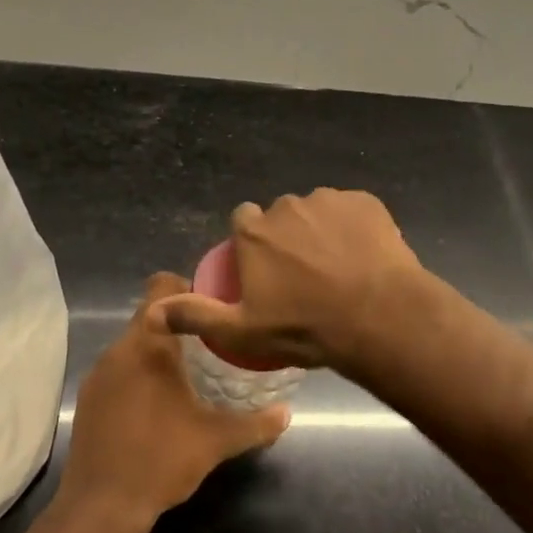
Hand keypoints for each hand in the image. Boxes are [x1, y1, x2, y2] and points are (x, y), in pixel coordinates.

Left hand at [59, 273, 287, 532]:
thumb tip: (286, 413)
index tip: (213, 307)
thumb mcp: (216, 440)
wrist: (100, 507)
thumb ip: (255, 423)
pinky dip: (138, 375)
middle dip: (179, 325)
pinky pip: (118, 369)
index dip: (188, 288)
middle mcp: (118, 349)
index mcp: (149, 344)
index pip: (162, 286)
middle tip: (211, 344)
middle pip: (150, 316)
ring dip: (158, 352)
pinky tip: (156, 404)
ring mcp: (98, 373)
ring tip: (188, 374)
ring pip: (133, 344)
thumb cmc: (161, 460)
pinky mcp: (87, 398)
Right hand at [149, 188, 423, 372]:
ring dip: (322, 231)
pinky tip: (364, 257)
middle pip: (281, 217)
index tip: (266, 271)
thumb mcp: (242, 331)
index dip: (253, 244)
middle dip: (288, 238)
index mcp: (255, 232)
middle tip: (306, 276)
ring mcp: (329, 200)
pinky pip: (352, 211)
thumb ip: (196, 316)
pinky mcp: (365, 202)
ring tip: (340, 268)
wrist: (379, 317)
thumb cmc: (305, 327)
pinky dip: (354, 228)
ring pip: (317, 212)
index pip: (243, 221)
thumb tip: (153, 310)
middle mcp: (287, 206)